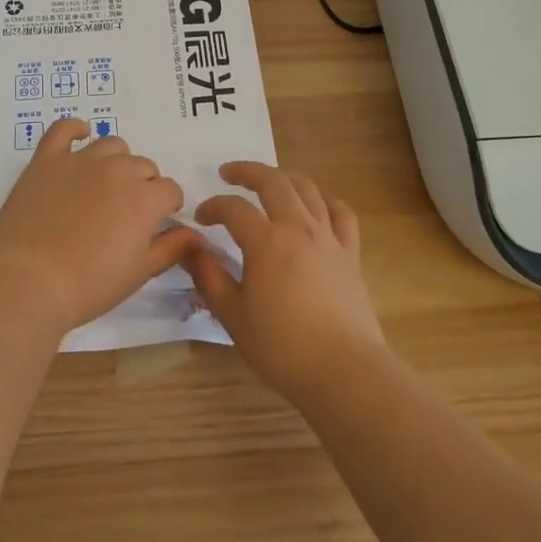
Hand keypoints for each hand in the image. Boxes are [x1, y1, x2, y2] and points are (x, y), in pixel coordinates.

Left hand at [0, 118, 196, 335]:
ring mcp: (80, 160)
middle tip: (128, 211)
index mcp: (145, 198)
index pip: (169, 189)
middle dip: (144, 185)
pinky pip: (63, 129)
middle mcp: (117, 170)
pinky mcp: (47, 159)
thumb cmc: (88, 285)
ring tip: (107, 183)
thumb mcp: (139, 273)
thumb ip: (171, 248)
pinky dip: (75, 128)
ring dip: (117, 161)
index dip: (168, 204)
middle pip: (143, 166)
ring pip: (112, 146)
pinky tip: (81, 134)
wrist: (28, 281)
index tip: (160, 220)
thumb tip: (195, 234)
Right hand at [182, 161, 386, 398]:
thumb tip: (189, 248)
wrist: (344, 371)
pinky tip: (317, 206)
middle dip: (247, 171)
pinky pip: (342, 214)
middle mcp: (298, 228)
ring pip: (308, 189)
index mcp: (266, 241)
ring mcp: (329, 238)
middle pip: (273, 182)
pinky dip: (326, 201)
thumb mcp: (233, 315)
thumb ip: (209, 276)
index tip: (200, 219)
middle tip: (228, 173)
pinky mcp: (351, 254)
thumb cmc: (282, 347)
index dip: (213, 207)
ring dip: (284, 177)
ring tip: (269, 181)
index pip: (233, 208)